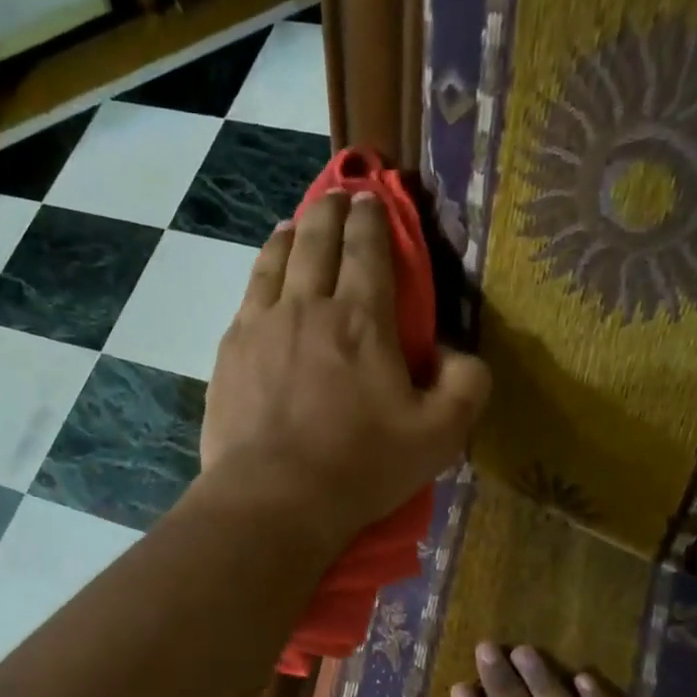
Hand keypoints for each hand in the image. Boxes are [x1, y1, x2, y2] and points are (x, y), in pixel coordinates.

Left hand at [200, 190, 489, 548]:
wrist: (273, 498)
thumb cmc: (360, 467)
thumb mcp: (439, 436)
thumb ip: (466, 386)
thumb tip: (459, 354)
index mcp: (363, 320)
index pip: (369, 249)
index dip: (374, 219)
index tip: (373, 200)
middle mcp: (309, 306)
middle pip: (317, 239)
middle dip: (331, 210)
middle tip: (337, 197)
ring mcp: (261, 325)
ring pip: (275, 259)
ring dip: (291, 234)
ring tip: (297, 225)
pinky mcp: (230, 351)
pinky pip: (248, 295)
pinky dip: (262, 272)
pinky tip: (265, 277)